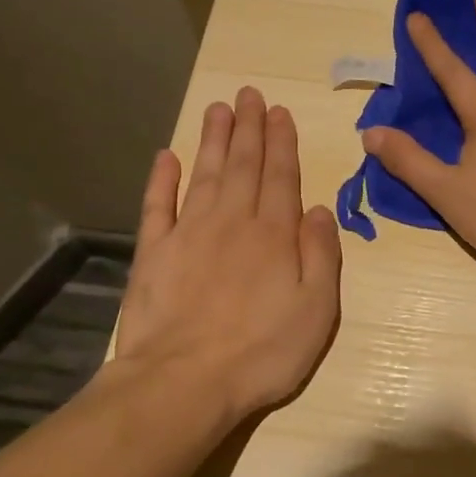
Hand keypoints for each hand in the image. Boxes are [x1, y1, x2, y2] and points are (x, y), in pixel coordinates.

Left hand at [112, 87, 341, 422]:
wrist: (184, 383)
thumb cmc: (263, 352)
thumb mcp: (317, 309)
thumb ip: (321, 255)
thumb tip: (318, 209)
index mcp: (274, 234)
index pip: (281, 176)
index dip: (281, 142)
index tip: (279, 112)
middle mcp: (233, 222)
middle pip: (243, 165)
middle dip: (248, 128)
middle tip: (248, 94)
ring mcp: (189, 234)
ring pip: (205, 174)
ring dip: (213, 140)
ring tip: (217, 108)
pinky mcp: (154, 253)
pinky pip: (158, 206)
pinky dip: (161, 179)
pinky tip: (165, 157)